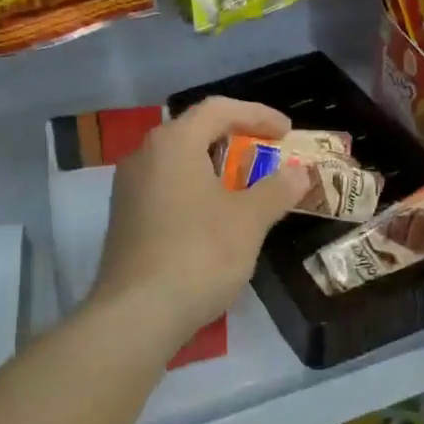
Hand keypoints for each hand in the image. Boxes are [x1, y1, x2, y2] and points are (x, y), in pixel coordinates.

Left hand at [90, 97, 307, 348]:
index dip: (257, 115)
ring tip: (246, 187)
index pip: (218, 109)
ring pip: (179, 162)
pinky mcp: (124, 219)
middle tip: (268, 156)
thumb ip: (277, 190)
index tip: (287, 132)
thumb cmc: (199, 254)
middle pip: (195, 132)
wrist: (138, 313)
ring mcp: (128, 189)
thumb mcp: (249, 220)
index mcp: (173, 143)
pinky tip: (215, 217)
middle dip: (236, 140)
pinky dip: (196, 191)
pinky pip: (166, 188)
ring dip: (215, 168)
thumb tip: (299, 173)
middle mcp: (144, 156)